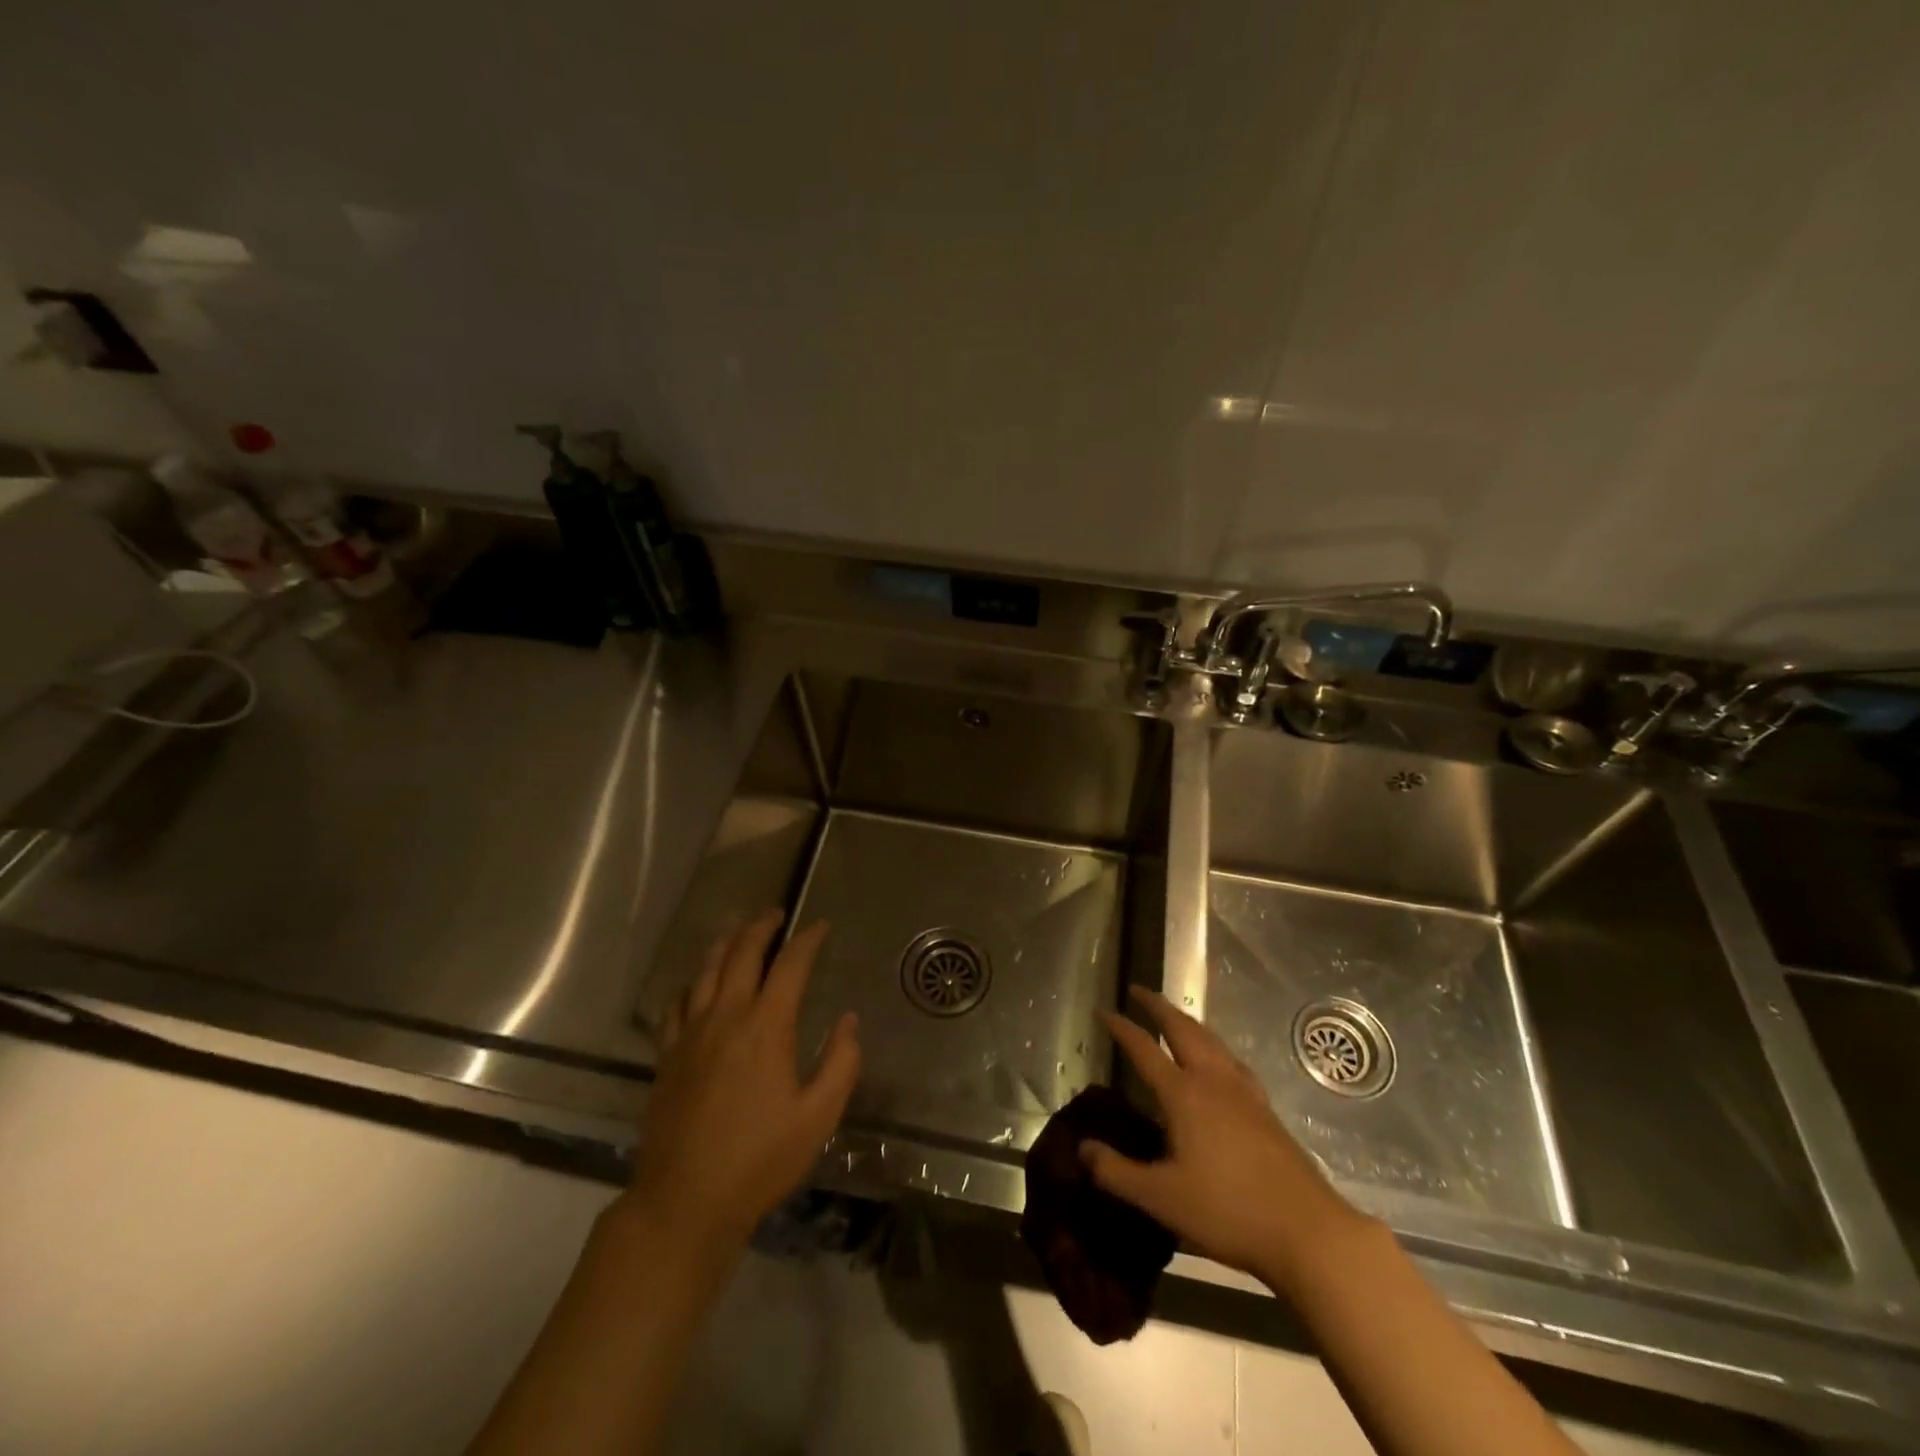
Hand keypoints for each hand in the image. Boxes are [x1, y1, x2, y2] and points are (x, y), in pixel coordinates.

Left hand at [617, 909, 860, 1261]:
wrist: (685, 1202)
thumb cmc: (760, 1161)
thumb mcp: (819, 1118)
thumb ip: (841, 1063)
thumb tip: (849, 1021)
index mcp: (766, 1026)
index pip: (790, 965)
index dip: (807, 940)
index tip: (820, 926)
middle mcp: (726, 1017)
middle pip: (742, 954)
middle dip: (761, 927)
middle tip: (776, 915)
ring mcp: (690, 1034)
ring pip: (705, 971)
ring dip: (725, 944)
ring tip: (738, 933)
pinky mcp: (666, 1056)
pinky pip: (676, 1004)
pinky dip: (691, 983)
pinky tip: (696, 985)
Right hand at [1083, 987, 1363, 1288]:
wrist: (1307, 1231)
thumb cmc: (1227, 1211)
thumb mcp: (1161, 1198)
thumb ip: (1117, 1172)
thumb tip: (1082, 1149)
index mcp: (1184, 1094)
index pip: (1144, 1049)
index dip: (1121, 1028)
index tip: (1103, 1010)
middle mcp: (1213, 1081)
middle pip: (1183, 1029)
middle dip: (1158, 1006)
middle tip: (1139, 991)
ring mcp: (1244, 1093)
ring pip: (1211, 1040)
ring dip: (1187, 1021)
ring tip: (1174, 1016)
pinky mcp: (1265, 1110)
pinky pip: (1232, 1061)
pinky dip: (1214, 1046)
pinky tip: (1219, 1061)